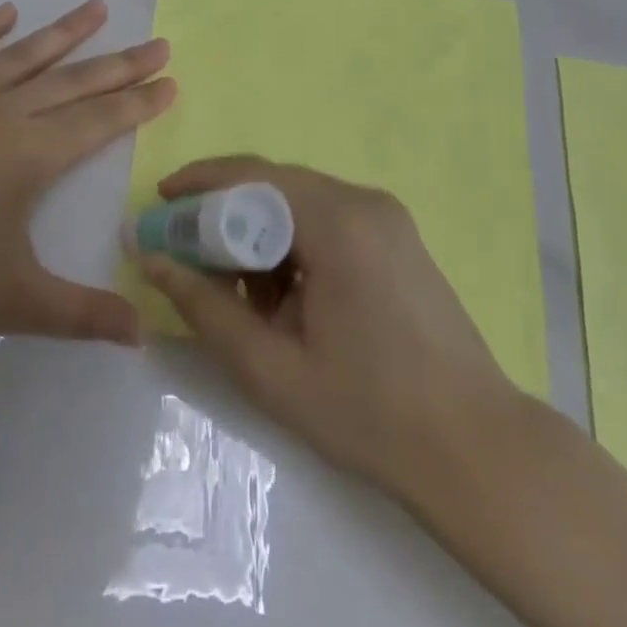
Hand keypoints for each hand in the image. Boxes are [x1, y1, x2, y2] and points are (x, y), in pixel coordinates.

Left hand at [0, 0, 173, 351]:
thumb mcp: (15, 302)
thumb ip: (84, 314)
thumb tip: (145, 334)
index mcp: (29, 155)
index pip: (99, 120)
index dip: (139, 102)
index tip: (170, 79)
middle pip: (71, 82)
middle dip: (119, 63)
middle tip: (158, 42)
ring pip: (19, 57)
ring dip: (61, 32)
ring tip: (96, 8)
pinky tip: (4, 12)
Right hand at [135, 156, 524, 502]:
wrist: (476, 449)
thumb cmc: (369, 412)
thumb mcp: (270, 367)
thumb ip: (203, 307)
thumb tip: (150, 260)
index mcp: (338, 222)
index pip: (251, 176)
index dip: (198, 186)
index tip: (159, 208)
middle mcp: (364, 202)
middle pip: (274, 185)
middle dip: (223, 213)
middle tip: (184, 252)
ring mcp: (387, 218)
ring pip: (299, 204)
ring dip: (258, 233)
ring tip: (235, 290)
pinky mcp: (397, 238)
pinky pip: (326, 221)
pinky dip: (291, 245)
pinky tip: (283, 298)